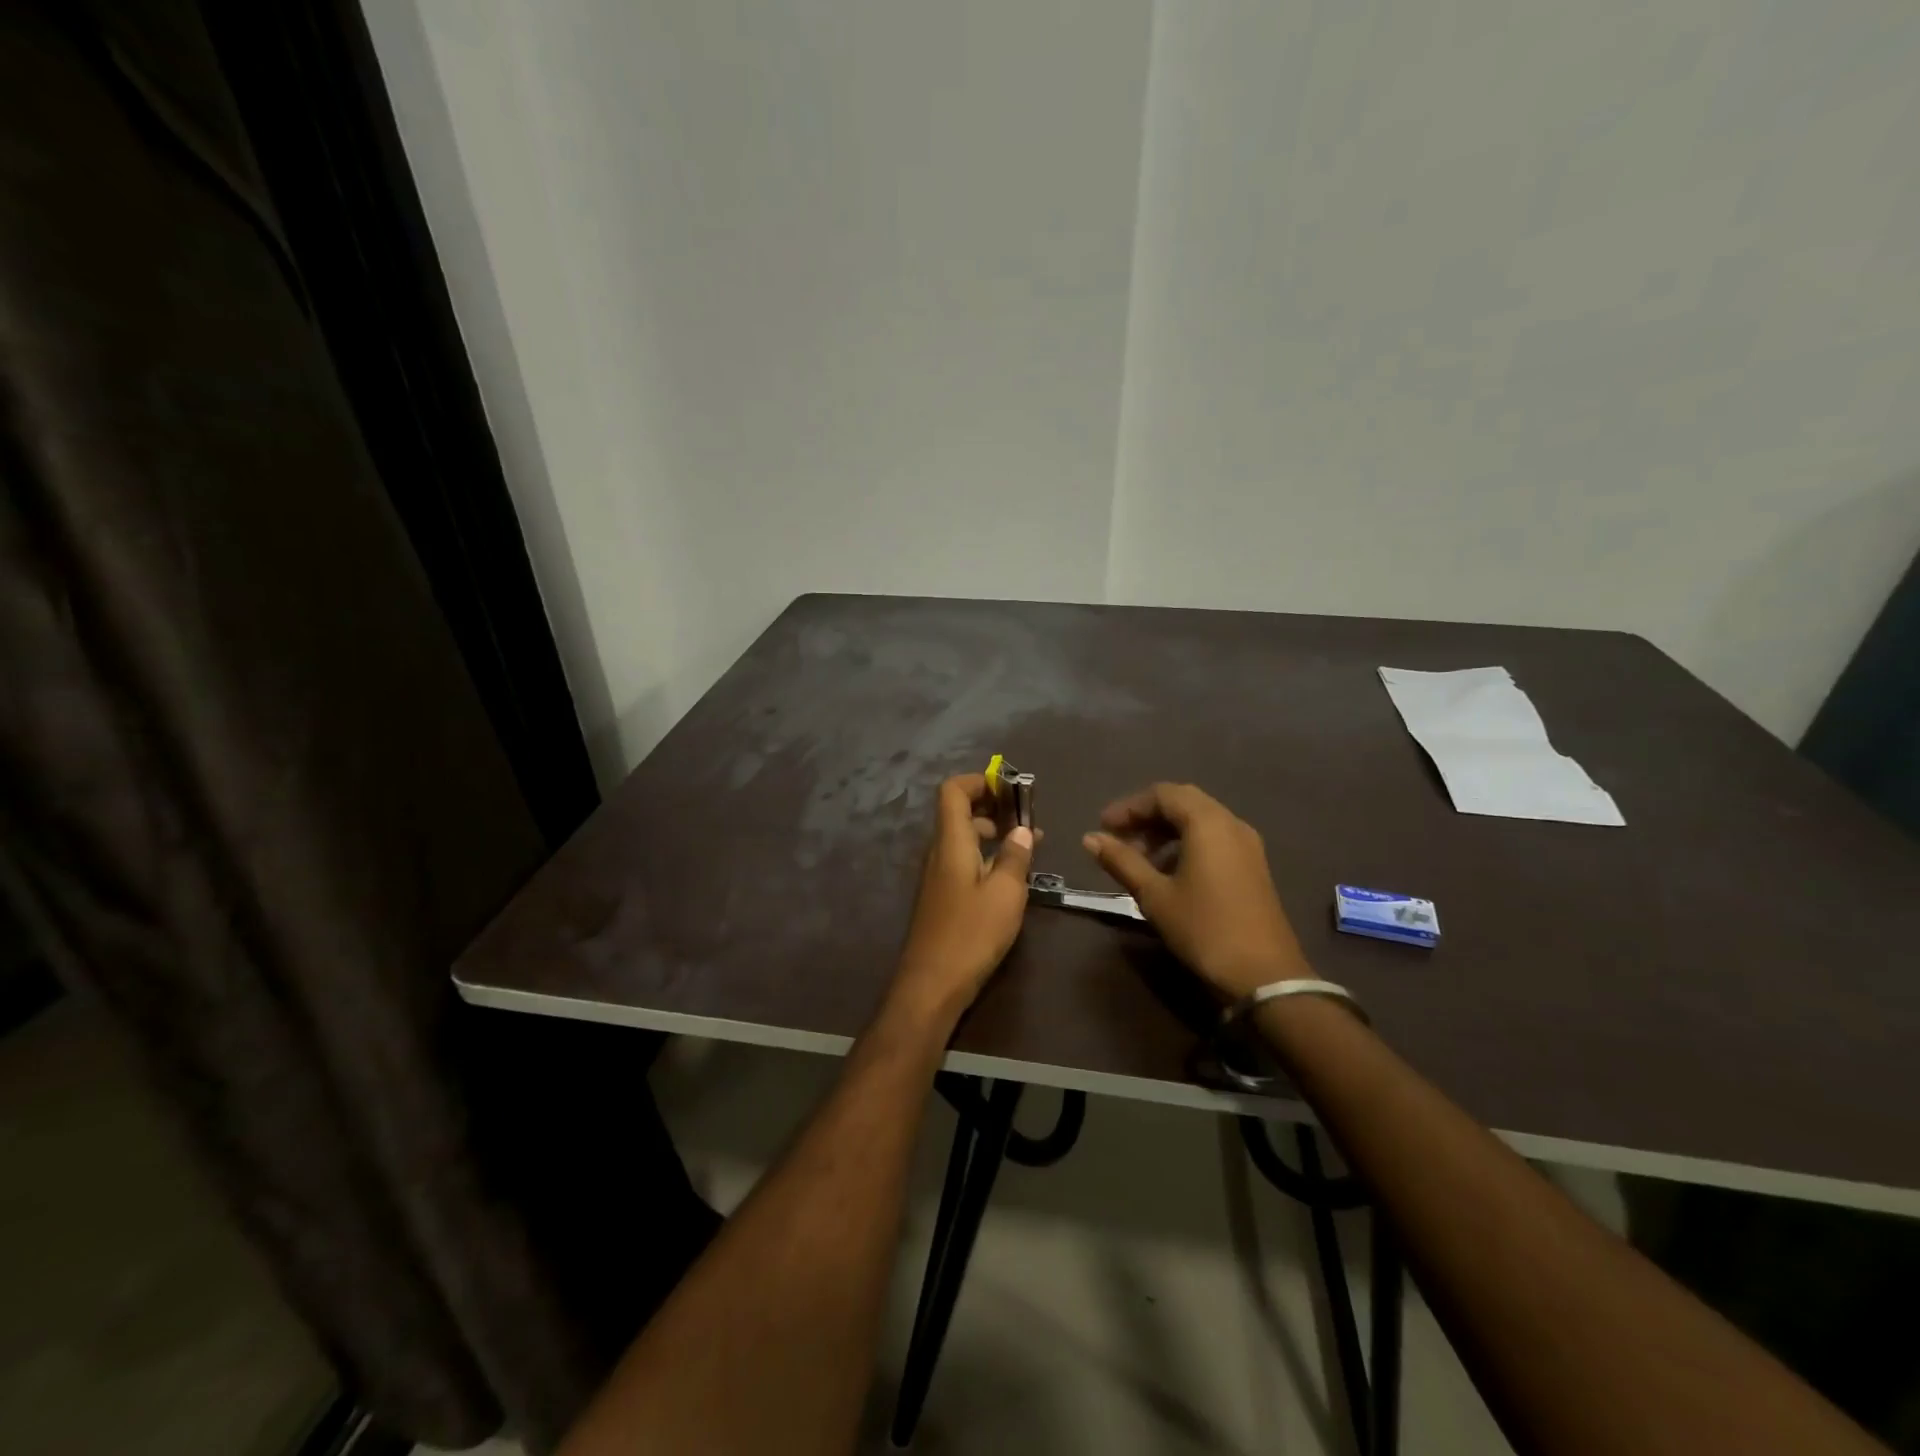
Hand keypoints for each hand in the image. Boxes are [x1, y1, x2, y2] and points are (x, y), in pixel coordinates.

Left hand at [893, 773, 1036, 1019]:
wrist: (931, 985)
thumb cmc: (971, 934)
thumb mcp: (1005, 893)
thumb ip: (1014, 857)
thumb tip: (1022, 830)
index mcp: (951, 842)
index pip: (953, 791)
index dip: (979, 781)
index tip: (1010, 788)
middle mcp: (939, 852)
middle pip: (960, 812)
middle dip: (994, 807)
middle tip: (1029, 817)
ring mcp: (937, 875)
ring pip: (964, 839)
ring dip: (993, 834)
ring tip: (1030, 844)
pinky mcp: (942, 897)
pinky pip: (963, 861)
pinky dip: (986, 857)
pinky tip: (1012, 875)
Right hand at [1082, 783, 1310, 1000]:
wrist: (1264, 976)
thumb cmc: (1204, 929)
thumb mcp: (1155, 895)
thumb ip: (1122, 861)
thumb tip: (1090, 838)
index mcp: (1207, 823)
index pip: (1162, 795)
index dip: (1128, 807)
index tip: (1102, 827)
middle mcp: (1231, 824)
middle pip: (1183, 802)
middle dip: (1147, 816)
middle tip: (1119, 838)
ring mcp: (1247, 845)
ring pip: (1200, 820)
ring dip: (1166, 831)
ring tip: (1139, 858)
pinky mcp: (1253, 866)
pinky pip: (1214, 838)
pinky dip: (1187, 843)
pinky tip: (1169, 872)